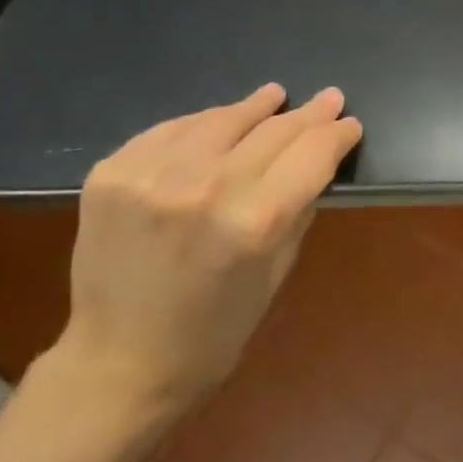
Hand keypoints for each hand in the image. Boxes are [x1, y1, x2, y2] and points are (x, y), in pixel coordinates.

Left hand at [51, 83, 361, 419]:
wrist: (115, 364)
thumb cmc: (213, 333)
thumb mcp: (276, 273)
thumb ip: (297, 210)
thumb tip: (315, 163)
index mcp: (256, 220)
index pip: (312, 153)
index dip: (337, 133)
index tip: (349, 123)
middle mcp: (207, 186)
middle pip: (274, 130)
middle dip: (308, 114)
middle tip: (329, 98)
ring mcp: (153, 174)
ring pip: (221, 119)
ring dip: (254, 108)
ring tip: (273, 97)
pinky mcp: (113, 172)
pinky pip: (172, 130)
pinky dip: (201, 125)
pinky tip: (216, 123)